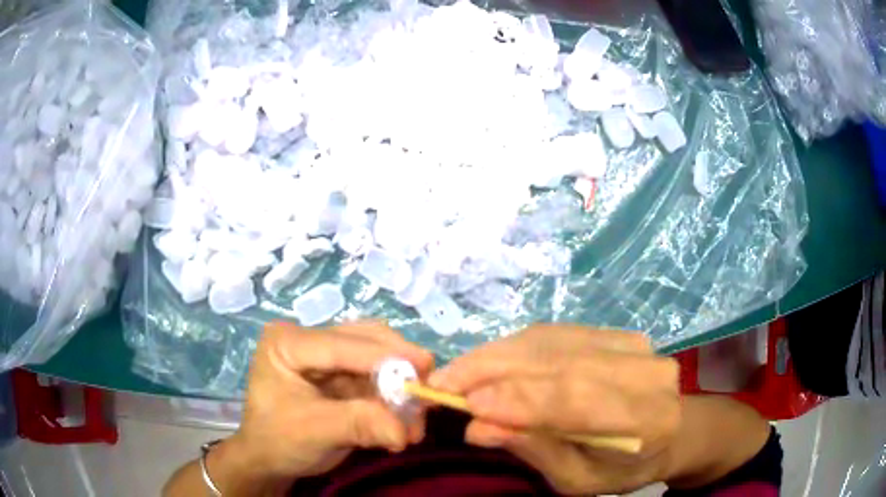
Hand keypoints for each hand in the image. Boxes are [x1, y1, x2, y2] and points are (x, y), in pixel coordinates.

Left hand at [228, 321, 433, 482]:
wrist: (272, 460)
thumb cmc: (278, 441)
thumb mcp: (313, 432)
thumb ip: (358, 425)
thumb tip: (405, 430)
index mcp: (288, 342)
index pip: (339, 344)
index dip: (383, 354)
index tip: (425, 364)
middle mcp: (309, 340)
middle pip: (364, 340)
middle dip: (398, 367)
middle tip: (426, 392)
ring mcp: (328, 357)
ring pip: (377, 356)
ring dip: (401, 384)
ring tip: (418, 416)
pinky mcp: (343, 375)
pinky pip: (379, 378)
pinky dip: (396, 397)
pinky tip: (407, 419)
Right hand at [428, 325, 680, 494]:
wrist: (664, 434)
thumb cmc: (618, 469)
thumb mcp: (575, 480)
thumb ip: (535, 450)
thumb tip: (478, 428)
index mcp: (649, 420)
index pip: (578, 400)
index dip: (519, 399)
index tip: (467, 405)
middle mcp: (647, 372)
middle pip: (561, 363)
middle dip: (495, 371)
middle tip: (442, 383)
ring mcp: (634, 345)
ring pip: (553, 342)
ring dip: (497, 355)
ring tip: (456, 373)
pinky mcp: (616, 332)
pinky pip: (555, 334)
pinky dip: (515, 347)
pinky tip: (487, 361)